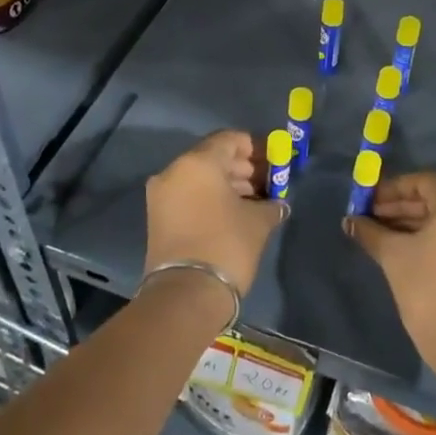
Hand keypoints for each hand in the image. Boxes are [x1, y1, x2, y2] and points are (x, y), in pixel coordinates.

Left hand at [144, 130, 287, 296]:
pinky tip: (234, 213)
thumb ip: (271, 204)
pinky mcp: (157, 216)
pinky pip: (189, 194)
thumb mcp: (258, 222)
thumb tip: (278, 204)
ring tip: (255, 201)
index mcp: (198, 162)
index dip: (255, 147)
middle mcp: (174, 171)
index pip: (230, 139)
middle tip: (267, 183)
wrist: (186, 294)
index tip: (274, 161)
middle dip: (242, 167)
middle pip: (213, 157)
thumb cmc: (227, 245)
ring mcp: (161, 194)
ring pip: (200, 177)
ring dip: (227, 184)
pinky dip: (210, 197)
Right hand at [345, 172, 435, 370]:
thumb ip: (371, 232)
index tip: (367, 202)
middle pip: (435, 200)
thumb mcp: (394, 256)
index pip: (422, 182)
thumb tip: (350, 221)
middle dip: (400, 208)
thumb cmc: (429, 289)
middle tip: (370, 219)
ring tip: (381, 236)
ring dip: (414, 224)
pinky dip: (432, 239)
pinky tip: (405, 251)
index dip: (391, 189)